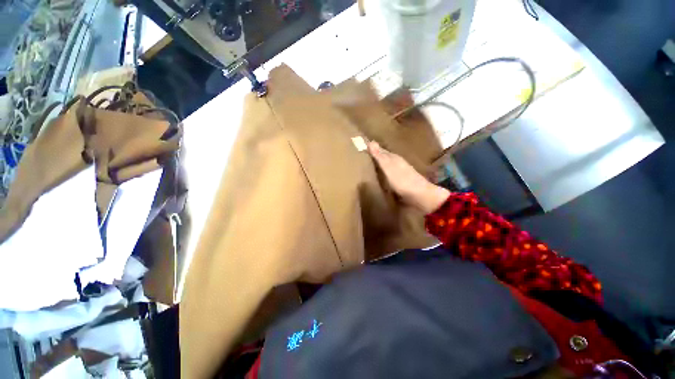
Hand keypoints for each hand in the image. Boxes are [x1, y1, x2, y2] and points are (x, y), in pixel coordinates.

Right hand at [368, 141, 449, 213]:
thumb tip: (370, 141)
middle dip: (373, 155)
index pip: (379, 150)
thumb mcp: (388, 167)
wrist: (419, 195)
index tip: (360, 146)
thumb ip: (379, 156)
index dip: (370, 148)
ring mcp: (399, 171)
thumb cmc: (402, 180)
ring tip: (366, 165)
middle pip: (383, 156)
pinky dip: (382, 172)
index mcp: (393, 157)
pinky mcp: (399, 180)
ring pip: (385, 165)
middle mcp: (396, 162)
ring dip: (378, 164)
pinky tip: (378, 176)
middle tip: (360, 155)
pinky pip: (387, 173)